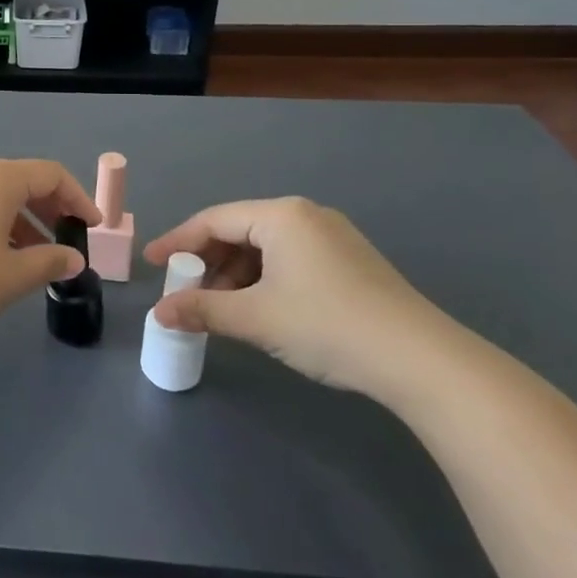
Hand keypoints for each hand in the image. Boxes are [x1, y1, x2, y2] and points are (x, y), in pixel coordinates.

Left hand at [0, 159, 100, 335]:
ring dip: (22, 220)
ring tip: (33, 257)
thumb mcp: (12, 276)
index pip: (50, 174)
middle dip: (50, 209)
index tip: (92, 227)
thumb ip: (50, 262)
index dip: (78, 198)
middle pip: (22, 180)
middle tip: (66, 240)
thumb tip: (74, 259)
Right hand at [143, 197, 459, 399]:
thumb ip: (202, 310)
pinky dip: (264, 280)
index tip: (153, 264)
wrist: (423, 362)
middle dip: (208, 262)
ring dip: (236, 275)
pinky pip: (290, 260)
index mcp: (281, 215)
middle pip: (239, 231)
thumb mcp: (256, 318)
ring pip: (266, 248)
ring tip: (221, 308)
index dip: (177, 241)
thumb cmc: (329, 326)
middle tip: (186, 291)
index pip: (213, 220)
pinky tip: (259, 309)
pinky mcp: (351, 263)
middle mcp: (306, 216)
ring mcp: (333, 238)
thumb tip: (159, 314)